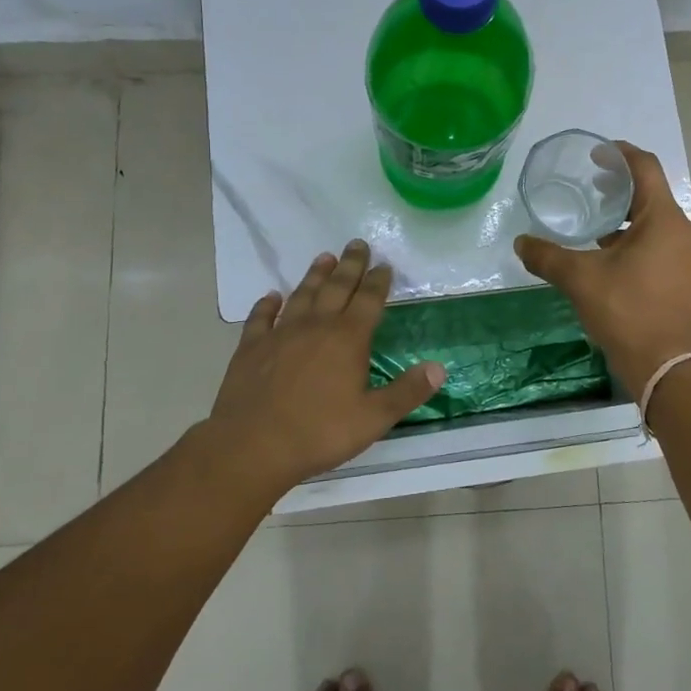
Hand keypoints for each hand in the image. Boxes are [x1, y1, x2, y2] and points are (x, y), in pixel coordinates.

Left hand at [207, 241, 444, 493]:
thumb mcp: (373, 418)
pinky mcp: (251, 348)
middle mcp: (316, 326)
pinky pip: (260, 318)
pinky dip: (266, 304)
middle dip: (350, 265)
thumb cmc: (319, 432)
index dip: (378, 281)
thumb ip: (407, 392)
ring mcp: (280, 334)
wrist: (252, 446)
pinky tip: (271, 296)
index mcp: (348, 338)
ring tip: (324, 257)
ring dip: (314, 275)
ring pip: (302, 295)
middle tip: (357, 244)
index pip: (369, 300)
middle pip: (336, 287)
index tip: (384, 264)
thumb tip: (439, 368)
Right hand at [513, 142, 690, 392]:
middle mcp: (685, 230)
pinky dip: (638, 238)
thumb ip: (547, 256)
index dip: (620, 155)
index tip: (596, 154)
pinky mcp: (688, 276)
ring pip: (657, 220)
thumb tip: (520, 242)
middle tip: (591, 186)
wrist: (665, 365)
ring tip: (596, 222)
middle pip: (652, 194)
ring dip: (628, 216)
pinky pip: (662, 242)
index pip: (645, 168)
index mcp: (665, 219)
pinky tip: (611, 253)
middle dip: (620, 187)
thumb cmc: (626, 311)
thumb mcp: (580, 279)